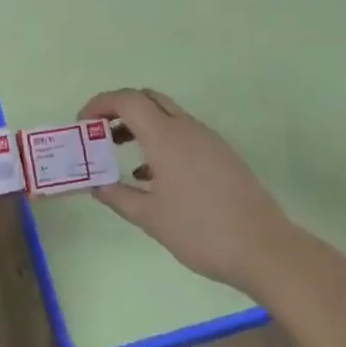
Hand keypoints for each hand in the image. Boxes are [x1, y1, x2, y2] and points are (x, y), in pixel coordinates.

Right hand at [79, 88, 298, 294]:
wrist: (263, 248)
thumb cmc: (200, 230)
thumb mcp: (150, 218)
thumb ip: (118, 196)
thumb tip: (97, 184)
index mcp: (166, 136)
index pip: (127, 100)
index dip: (100, 104)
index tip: (82, 124)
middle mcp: (187, 128)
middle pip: (147, 98)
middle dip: (119, 109)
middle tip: (99, 132)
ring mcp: (207, 139)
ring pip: (167, 115)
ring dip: (140, 124)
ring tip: (119, 152)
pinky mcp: (221, 155)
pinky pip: (183, 133)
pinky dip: (160, 140)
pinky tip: (152, 175)